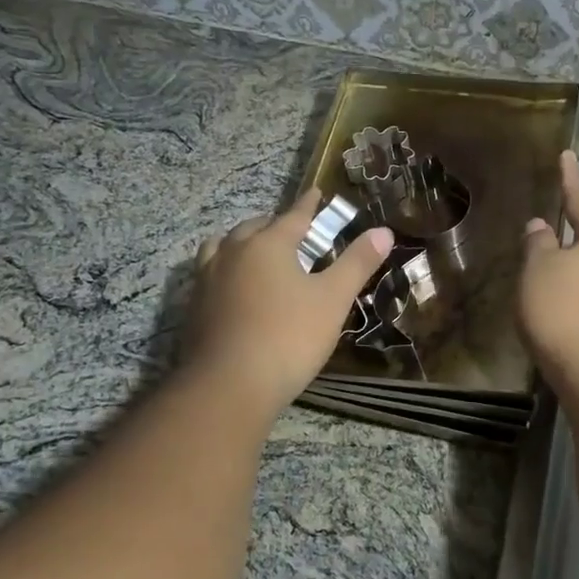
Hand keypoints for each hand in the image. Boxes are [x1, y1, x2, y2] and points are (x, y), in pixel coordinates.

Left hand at [186, 190, 392, 418]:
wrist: (229, 385)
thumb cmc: (289, 337)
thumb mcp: (333, 300)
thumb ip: (357, 263)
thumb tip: (384, 232)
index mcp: (268, 244)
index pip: (294, 216)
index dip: (309, 205)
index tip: (316, 193)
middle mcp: (233, 253)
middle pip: (254, 228)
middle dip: (274, 225)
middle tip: (292, 233)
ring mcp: (207, 280)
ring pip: (223, 247)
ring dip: (242, 244)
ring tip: (255, 254)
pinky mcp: (194, 308)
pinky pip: (210, 274)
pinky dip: (225, 270)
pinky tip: (233, 288)